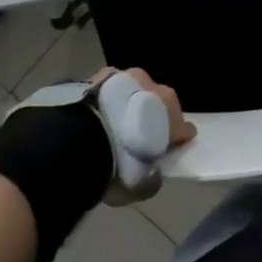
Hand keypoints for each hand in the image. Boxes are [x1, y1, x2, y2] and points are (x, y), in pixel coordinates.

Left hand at [90, 67, 195, 202]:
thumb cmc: (118, 167)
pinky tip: (99, 112)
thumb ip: (152, 177)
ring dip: (131, 103)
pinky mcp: (102, 76)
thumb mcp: (140, 186)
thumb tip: (152, 172)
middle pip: (160, 103)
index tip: (167, 150)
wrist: (79, 144)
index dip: (175, 139)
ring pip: (137, 90)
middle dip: (153, 117)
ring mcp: (128, 78)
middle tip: (138, 137)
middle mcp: (156, 88)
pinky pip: (112, 86)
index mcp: (172, 114)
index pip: (182, 128)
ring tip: (115, 122)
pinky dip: (109, 97)